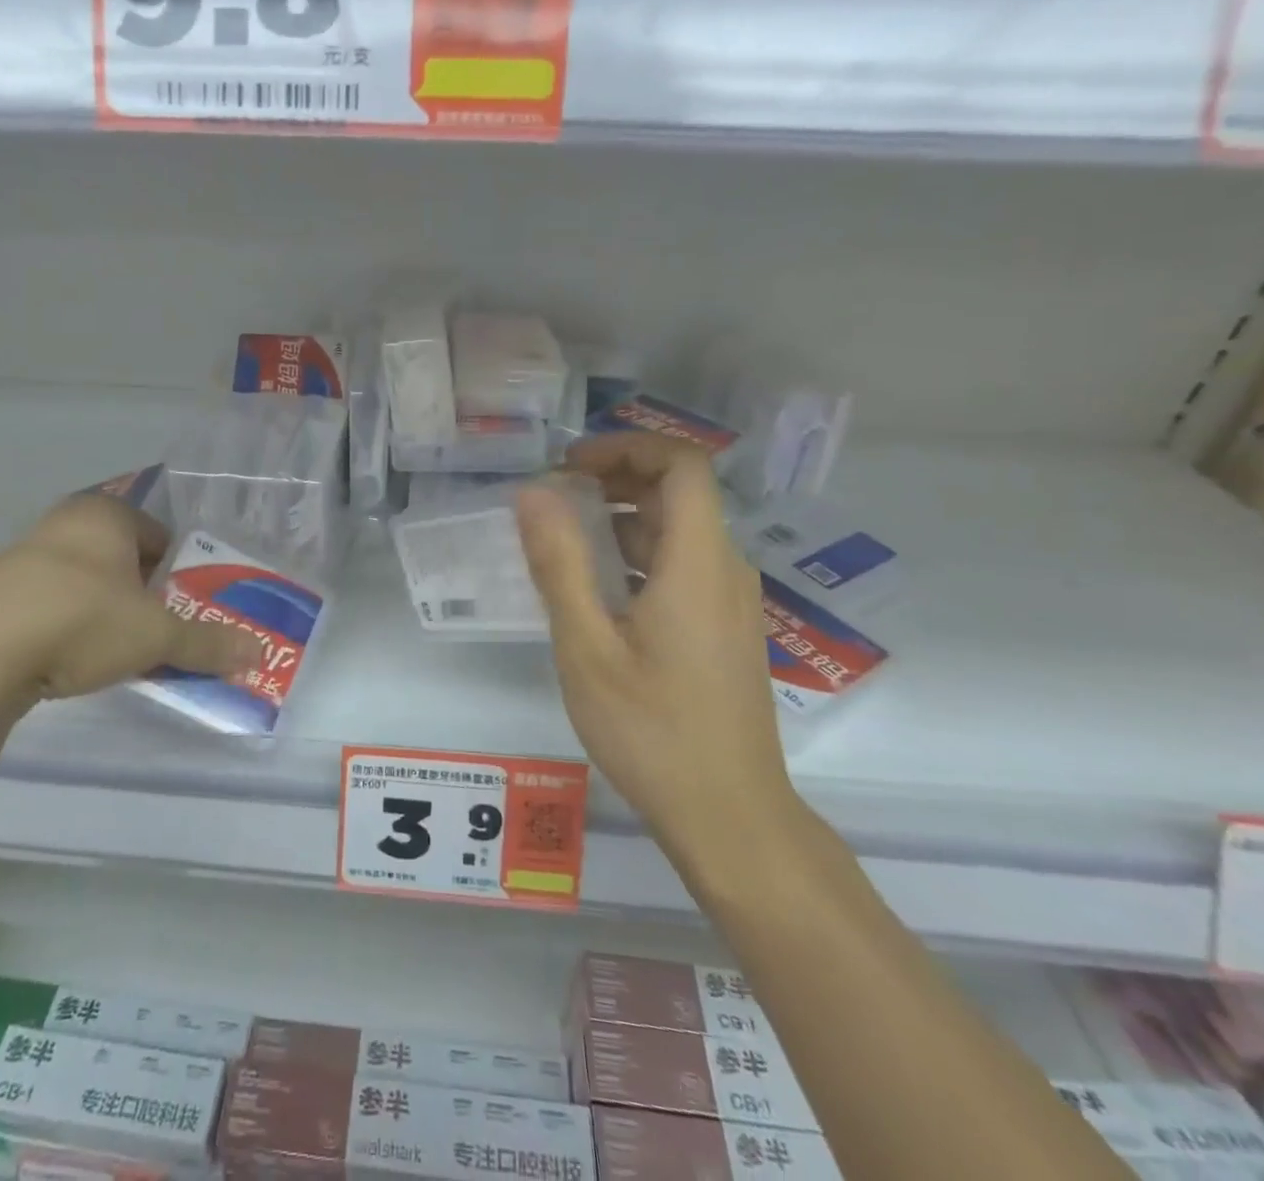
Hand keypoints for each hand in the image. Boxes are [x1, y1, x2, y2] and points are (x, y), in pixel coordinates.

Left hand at [0, 494, 262, 726]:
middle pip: (123, 559)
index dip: (179, 575)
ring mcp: (20, 555)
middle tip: (154, 633)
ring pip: (85, 581)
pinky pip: (48, 602)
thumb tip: (257, 651)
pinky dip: (65, 625)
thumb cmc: (79, 623)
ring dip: (104, 611)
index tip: (182, 611)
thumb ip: (207, 642)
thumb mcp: (155, 635)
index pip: (161, 536)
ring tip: (111, 652)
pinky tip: (65, 659)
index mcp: (105, 514)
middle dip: (143, 595)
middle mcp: (62, 522)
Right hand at [515, 433, 795, 864]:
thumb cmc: (653, 732)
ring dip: (622, 516)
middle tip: (555, 495)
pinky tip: (595, 585)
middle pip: (679, 491)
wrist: (729, 816)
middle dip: (616, 477)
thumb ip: (560, 565)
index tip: (570, 466)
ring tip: (562, 536)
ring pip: (678, 529)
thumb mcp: (588, 648)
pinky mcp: (722, 626)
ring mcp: (728, 599)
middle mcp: (724, 568)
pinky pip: (681, 564)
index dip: (627, 447)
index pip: (682, 464)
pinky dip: (636, 552)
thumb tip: (533, 493)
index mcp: (698, 562)